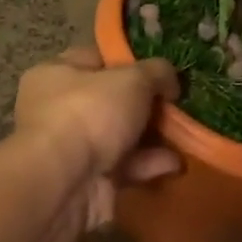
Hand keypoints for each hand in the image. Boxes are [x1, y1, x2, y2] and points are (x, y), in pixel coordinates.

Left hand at [15, 47, 180, 230]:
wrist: (64, 183)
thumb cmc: (91, 113)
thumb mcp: (133, 79)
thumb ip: (157, 72)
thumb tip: (170, 81)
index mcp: (56, 73)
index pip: (96, 58)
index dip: (130, 61)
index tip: (161, 71)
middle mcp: (59, 108)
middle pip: (112, 100)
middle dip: (146, 105)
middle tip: (177, 106)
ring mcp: (72, 147)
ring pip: (120, 136)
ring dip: (152, 137)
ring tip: (185, 136)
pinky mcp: (87, 180)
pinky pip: (124, 167)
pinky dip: (149, 164)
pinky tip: (175, 163)